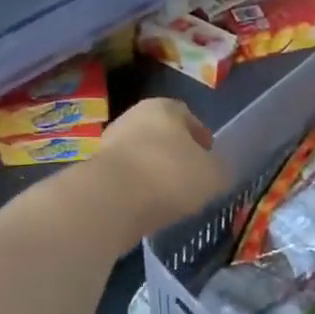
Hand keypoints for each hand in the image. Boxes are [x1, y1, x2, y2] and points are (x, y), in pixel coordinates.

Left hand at [96, 98, 230, 232]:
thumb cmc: (170, 175)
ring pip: (141, 155)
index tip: (209, 158)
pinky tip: (147, 206)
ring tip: (170, 197)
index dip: (200, 137)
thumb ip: (218, 170)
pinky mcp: (96, 170)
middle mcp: (134, 116)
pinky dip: (137, 189)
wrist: (112, 199)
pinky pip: (126, 177)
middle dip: (175, 153)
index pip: (188, 116)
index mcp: (164, 107)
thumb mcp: (213, 175)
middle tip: (190, 177)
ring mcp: (110, 142)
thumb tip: (215, 172)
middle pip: (161, 134)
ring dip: (154, 171)